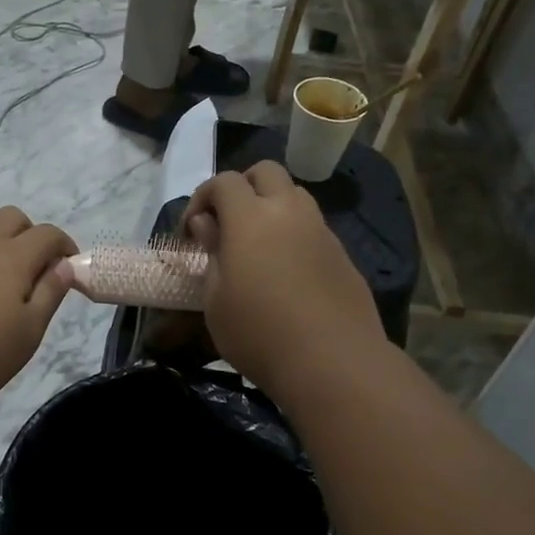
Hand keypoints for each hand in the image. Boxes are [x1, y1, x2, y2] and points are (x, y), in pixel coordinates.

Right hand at [182, 163, 388, 399]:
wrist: (333, 362)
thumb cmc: (259, 333)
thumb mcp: (216, 299)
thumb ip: (211, 253)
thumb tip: (207, 224)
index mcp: (251, 217)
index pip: (223, 182)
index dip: (202, 198)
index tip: (192, 231)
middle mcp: (289, 211)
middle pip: (265, 172)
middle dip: (241, 187)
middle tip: (227, 224)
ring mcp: (321, 230)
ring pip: (295, 195)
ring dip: (272, 206)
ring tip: (258, 245)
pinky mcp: (342, 254)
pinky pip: (313, 227)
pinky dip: (294, 234)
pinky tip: (287, 272)